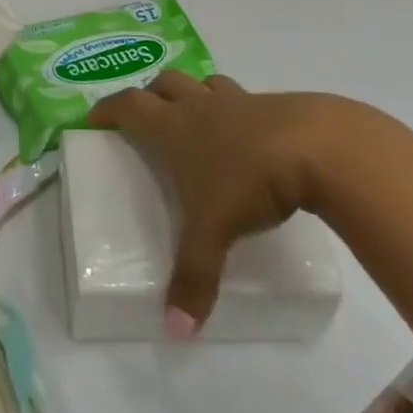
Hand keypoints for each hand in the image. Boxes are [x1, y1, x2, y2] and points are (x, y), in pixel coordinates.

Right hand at [88, 74, 369, 335]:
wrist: (319, 147)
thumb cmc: (250, 180)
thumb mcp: (215, 230)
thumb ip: (194, 276)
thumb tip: (177, 330)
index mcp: (173, 127)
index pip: (127, 105)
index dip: (107, 109)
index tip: (94, 119)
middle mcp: (199, 106)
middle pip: (163, 83)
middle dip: (149, 95)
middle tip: (147, 119)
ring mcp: (238, 101)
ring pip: (203, 83)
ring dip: (192, 93)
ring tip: (196, 119)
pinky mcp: (274, 105)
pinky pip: (244, 97)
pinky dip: (236, 109)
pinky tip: (249, 137)